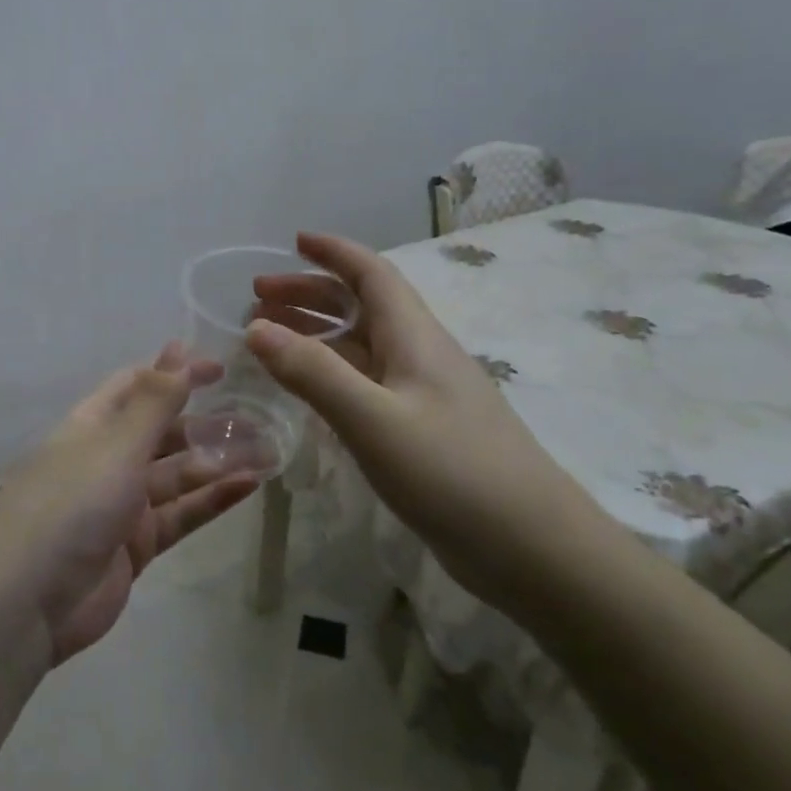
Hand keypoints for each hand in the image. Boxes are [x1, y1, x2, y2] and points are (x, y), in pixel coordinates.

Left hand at [0, 344, 263, 664]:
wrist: (26, 602)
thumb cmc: (70, 503)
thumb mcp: (116, 444)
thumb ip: (154, 401)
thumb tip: (178, 348)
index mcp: (91, 426)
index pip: (137, 387)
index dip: (176, 373)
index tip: (222, 369)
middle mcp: (106, 459)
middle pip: (162, 432)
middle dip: (206, 423)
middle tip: (257, 415)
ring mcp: (121, 505)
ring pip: (178, 475)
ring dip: (218, 462)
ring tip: (268, 449)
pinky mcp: (137, 546)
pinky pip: (181, 514)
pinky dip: (212, 499)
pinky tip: (249, 485)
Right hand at [245, 232, 601, 611]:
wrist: (533, 549)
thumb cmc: (453, 473)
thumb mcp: (373, 420)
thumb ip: (314, 373)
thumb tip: (256, 329)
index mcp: (414, 337)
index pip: (371, 273)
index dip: (333, 252)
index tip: (293, 240)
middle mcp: (420, 355)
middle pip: (362, 306)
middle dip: (310, 294)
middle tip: (257, 300)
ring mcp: (423, 395)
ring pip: (362, 346)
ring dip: (317, 333)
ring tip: (270, 339)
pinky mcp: (422, 430)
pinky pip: (367, 383)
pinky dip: (331, 374)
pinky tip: (310, 391)